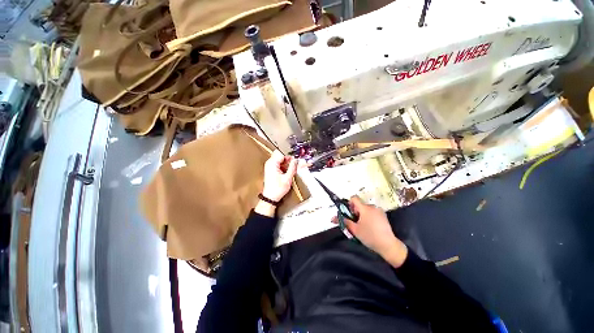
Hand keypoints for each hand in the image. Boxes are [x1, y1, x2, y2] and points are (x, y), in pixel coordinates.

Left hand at [262, 150, 298, 201]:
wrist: (270, 197)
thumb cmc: (277, 189)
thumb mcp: (288, 178)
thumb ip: (292, 167)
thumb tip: (296, 160)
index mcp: (272, 163)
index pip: (281, 153)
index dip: (289, 155)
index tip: (295, 159)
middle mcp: (270, 163)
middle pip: (281, 155)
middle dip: (289, 159)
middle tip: (295, 164)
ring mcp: (270, 166)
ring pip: (280, 159)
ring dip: (287, 163)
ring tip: (292, 169)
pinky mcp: (271, 169)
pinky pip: (279, 164)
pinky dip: (284, 166)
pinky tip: (288, 172)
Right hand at [335, 196, 407, 267]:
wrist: (388, 245)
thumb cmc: (369, 236)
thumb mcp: (355, 229)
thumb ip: (344, 222)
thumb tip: (332, 218)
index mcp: (365, 208)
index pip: (354, 198)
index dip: (349, 204)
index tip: (349, 213)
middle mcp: (372, 207)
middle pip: (360, 204)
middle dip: (355, 211)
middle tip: (355, 222)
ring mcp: (379, 211)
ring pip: (366, 208)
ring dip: (362, 214)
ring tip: (363, 225)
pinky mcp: (383, 215)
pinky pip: (372, 212)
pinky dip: (369, 216)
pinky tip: (370, 226)